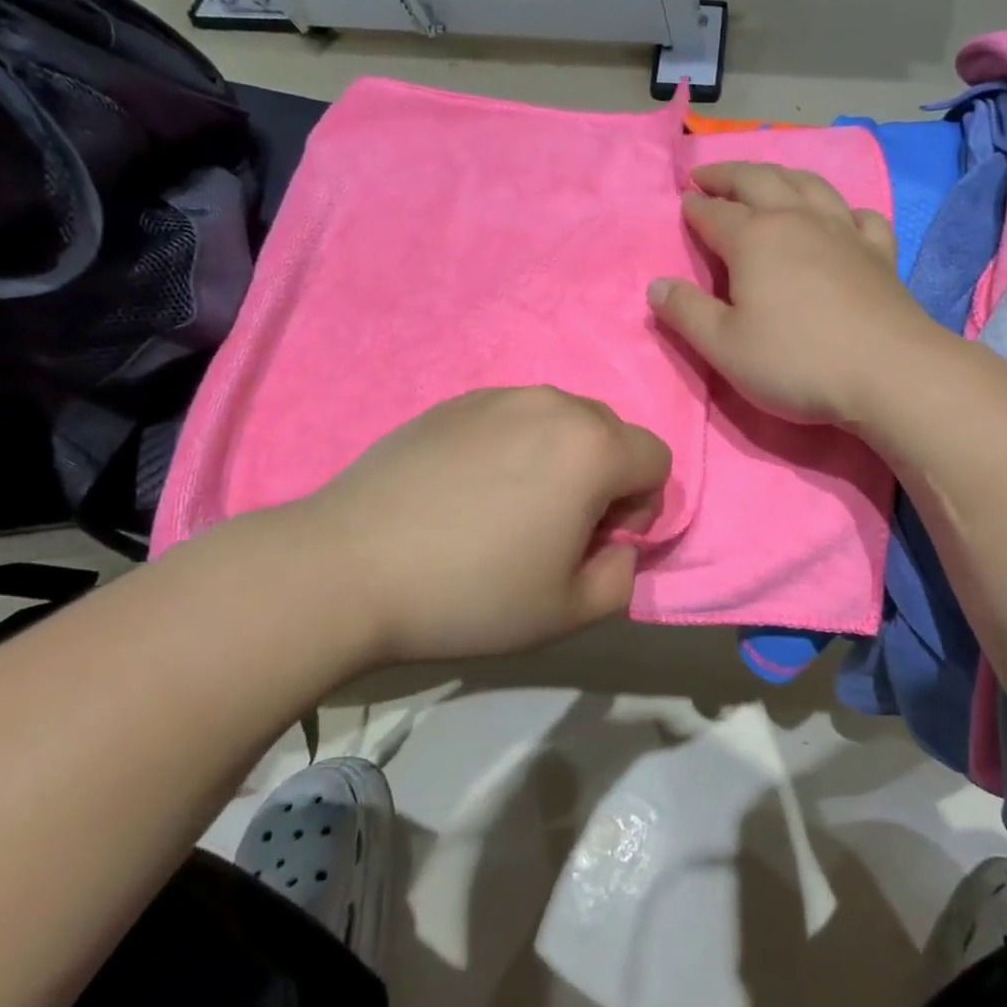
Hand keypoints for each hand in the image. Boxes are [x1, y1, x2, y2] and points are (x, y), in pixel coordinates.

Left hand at [239, 388, 669, 666]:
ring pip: (562, 422)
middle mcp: (554, 405)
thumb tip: (616, 545)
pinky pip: (513, 418)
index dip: (640, 508)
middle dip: (603, 478)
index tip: (594, 542)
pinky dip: (513, 448)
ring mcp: (500, 396)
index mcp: (593, 447)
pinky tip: (466, 492)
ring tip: (507, 508)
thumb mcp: (569, 611)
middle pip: (612, 434)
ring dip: (559, 460)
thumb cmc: (471, 592)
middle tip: (554, 528)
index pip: (657, 461)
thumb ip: (622, 577)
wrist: (349, 566)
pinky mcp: (456, 401)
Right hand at [646, 162, 944, 424]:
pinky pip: (860, 215)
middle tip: (708, 175)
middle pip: (758, 181)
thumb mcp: (724, 347)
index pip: (714, 213)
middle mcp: (797, 221)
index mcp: (754, 239)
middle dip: (728, 175)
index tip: (683, 203)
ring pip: (809, 185)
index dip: (694, 208)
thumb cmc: (796, 361)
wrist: (888, 372)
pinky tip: (840, 216)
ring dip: (780, 174)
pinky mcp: (879, 252)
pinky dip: (842, 208)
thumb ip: (686, 313)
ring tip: (766, 178)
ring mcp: (843, 232)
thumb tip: (655, 285)